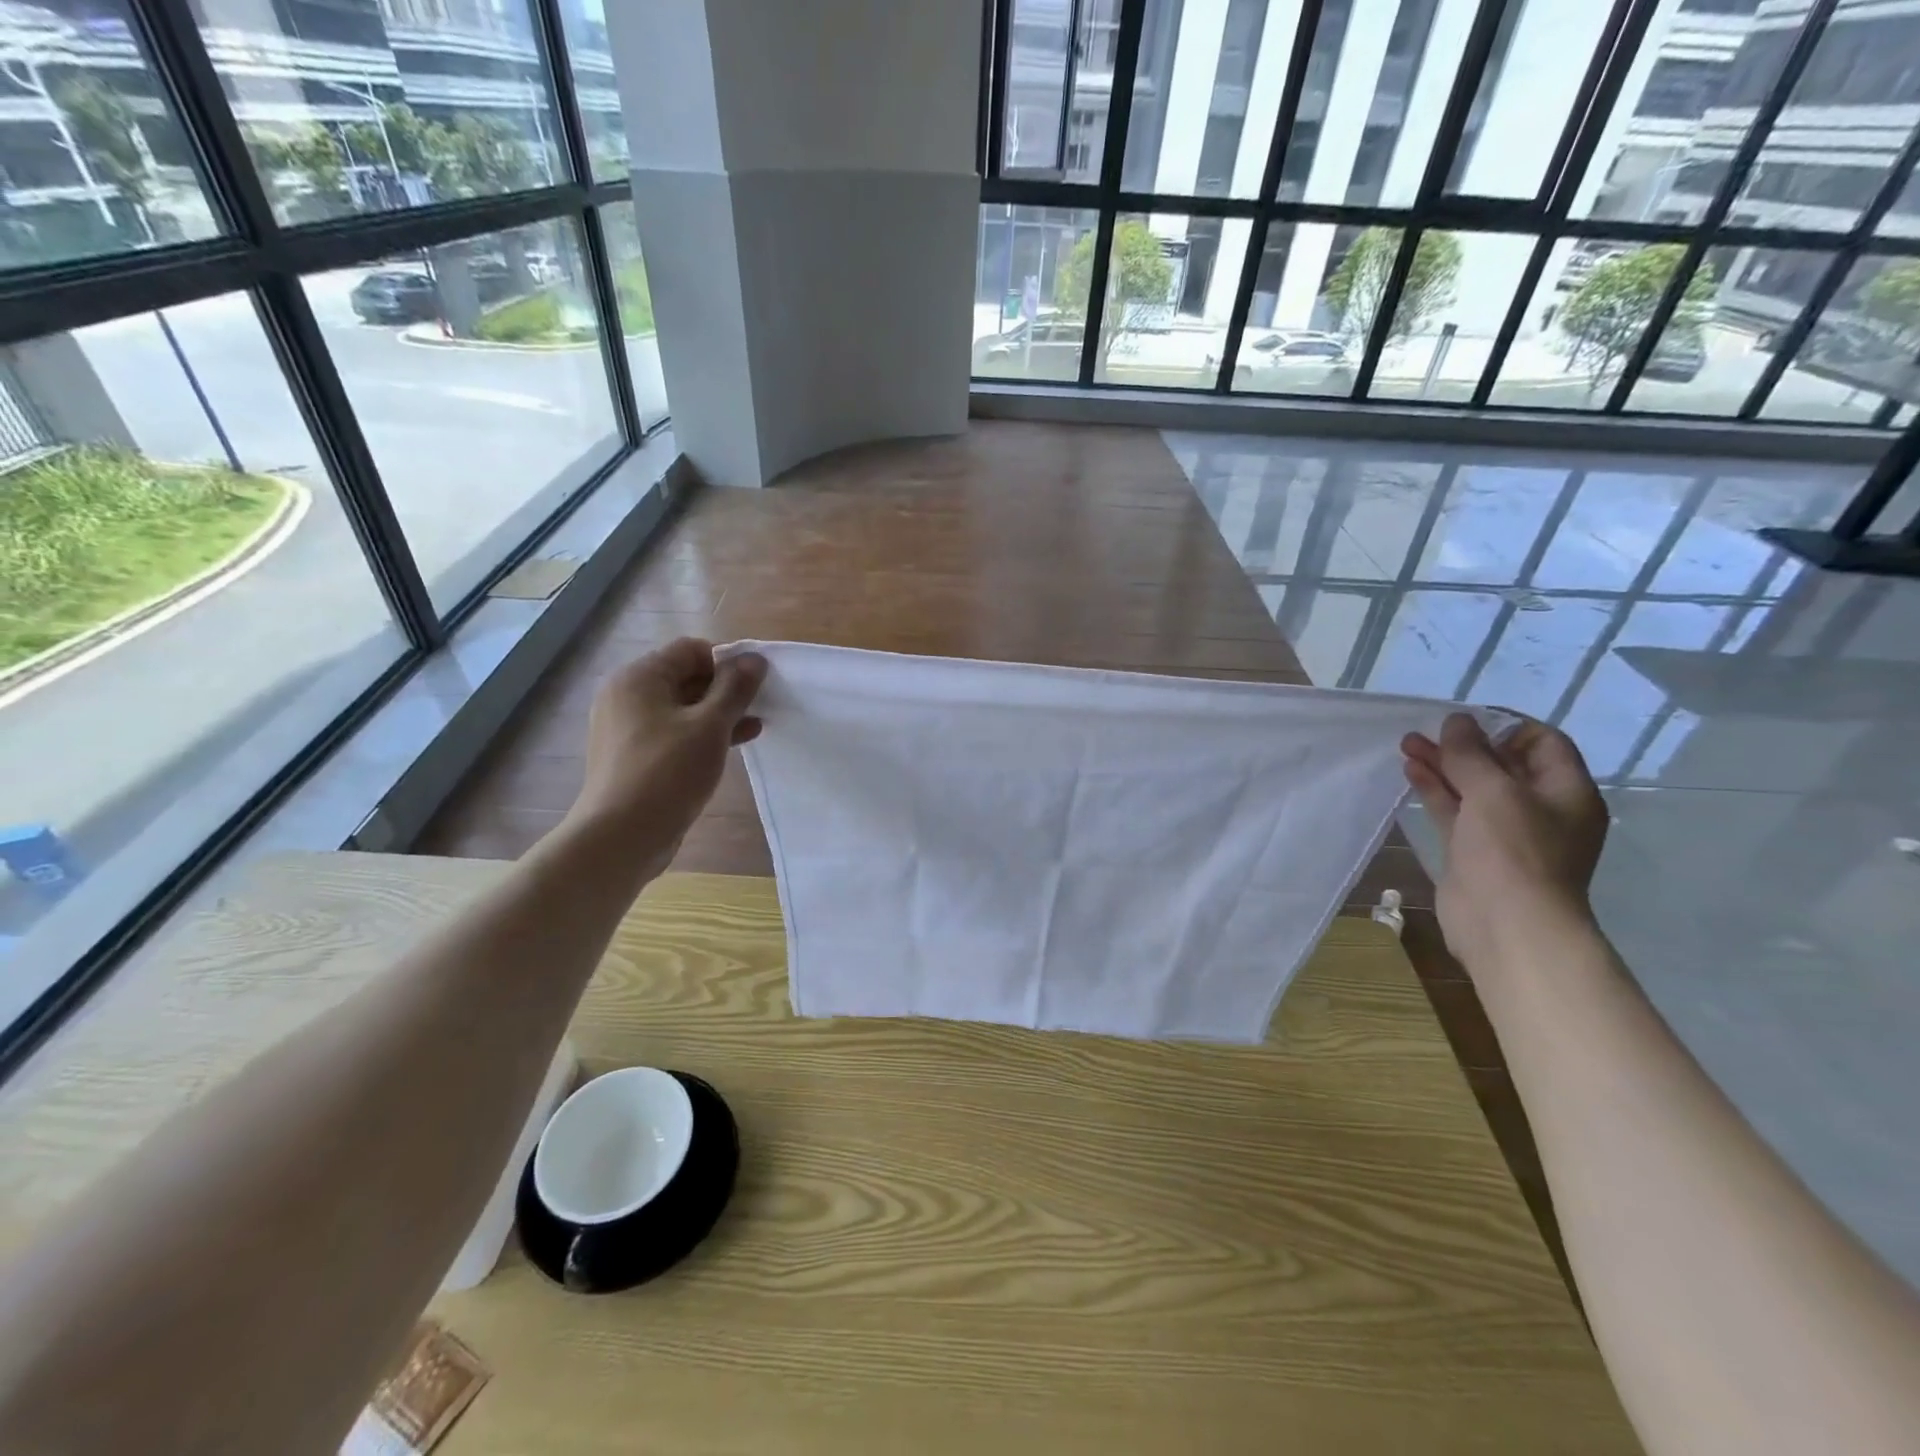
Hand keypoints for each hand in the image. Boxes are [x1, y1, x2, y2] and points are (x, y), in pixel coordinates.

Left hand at [565, 639, 766, 872]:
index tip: (756, 685)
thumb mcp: (710, 726)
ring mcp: (627, 728)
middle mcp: (627, 695)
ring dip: (718, 714)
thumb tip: (755, 658)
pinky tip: (732, 746)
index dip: (727, 662)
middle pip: (685, 677)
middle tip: (760, 706)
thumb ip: (735, 688)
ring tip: (754, 727)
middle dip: (725, 689)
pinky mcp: (634, 756)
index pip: (690, 650)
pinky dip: (701, 735)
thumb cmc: (667, 772)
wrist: (621, 836)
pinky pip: (673, 733)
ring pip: (682, 708)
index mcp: (639, 677)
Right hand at [1401, 714, 1608, 966]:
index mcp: (1566, 792)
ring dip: (1443, 764)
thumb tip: (1456, 721)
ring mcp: (1506, 832)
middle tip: (1425, 731)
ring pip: (1473, 787)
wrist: (1506, 924)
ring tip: (1406, 744)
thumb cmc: (1512, 851)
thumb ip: (1471, 754)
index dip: (1504, 725)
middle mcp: (1540, 808)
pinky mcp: (1475, 850)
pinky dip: (1435, 790)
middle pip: (1502, 763)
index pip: (1543, 742)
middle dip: (1464, 745)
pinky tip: (1411, 772)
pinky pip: (1456, 810)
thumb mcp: (1494, 792)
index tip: (1464, 721)